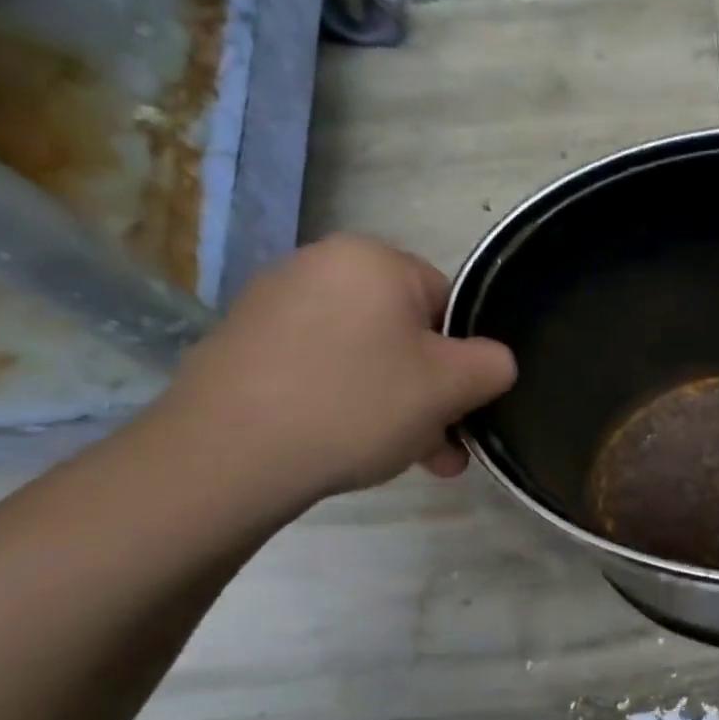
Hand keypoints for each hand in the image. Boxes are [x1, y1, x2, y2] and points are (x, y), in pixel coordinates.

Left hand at [149, 234, 516, 504]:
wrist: (224, 456)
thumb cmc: (355, 404)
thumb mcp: (452, 386)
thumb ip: (494, 364)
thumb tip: (491, 363)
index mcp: (372, 258)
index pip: (449, 302)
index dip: (464, 359)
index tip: (462, 408)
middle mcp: (320, 266)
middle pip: (407, 334)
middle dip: (432, 394)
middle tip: (442, 449)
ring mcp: (273, 305)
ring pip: (366, 358)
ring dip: (397, 408)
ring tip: (406, 461)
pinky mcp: (243, 346)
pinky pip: (321, 370)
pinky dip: (345, 404)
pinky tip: (350, 448)